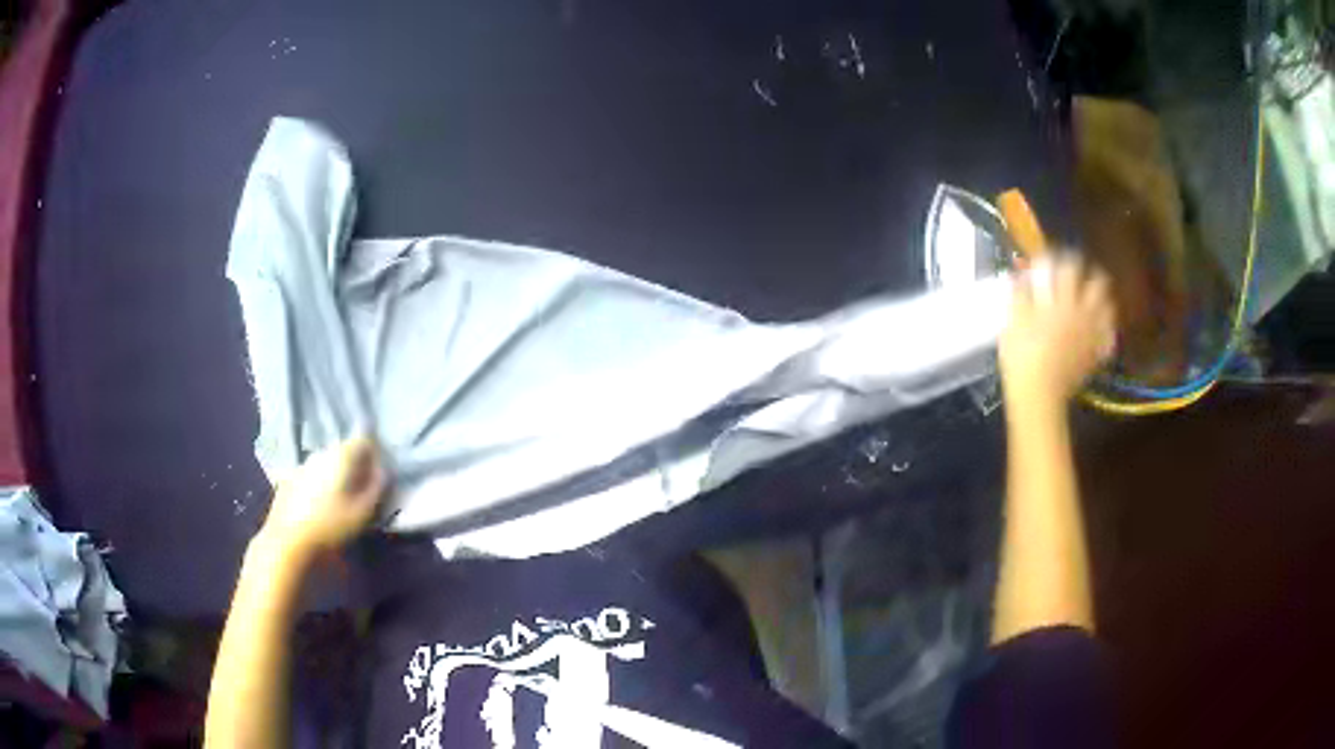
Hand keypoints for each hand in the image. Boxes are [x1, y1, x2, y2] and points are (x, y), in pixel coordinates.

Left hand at [258, 436, 385, 560]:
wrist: (287, 541)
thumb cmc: (330, 526)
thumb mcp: (363, 512)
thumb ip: (376, 487)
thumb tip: (381, 471)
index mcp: (340, 455)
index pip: (364, 440)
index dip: (374, 455)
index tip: (378, 475)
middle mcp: (320, 452)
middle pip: (343, 450)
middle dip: (355, 465)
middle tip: (362, 488)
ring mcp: (302, 465)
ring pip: (326, 463)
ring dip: (335, 475)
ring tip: (340, 498)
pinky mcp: (288, 479)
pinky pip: (311, 475)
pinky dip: (319, 484)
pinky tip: (319, 505)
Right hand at [1000, 254, 1116, 405]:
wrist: (1038, 397)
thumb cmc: (1022, 358)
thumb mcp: (1012, 322)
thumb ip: (1018, 295)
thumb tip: (1017, 275)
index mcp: (1061, 301)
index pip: (1068, 268)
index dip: (1062, 258)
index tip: (1055, 256)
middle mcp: (1082, 313)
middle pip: (1097, 283)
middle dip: (1091, 274)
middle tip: (1082, 275)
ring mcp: (1091, 334)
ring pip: (1108, 307)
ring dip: (1103, 299)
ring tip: (1095, 299)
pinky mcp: (1095, 355)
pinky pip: (1109, 337)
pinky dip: (1107, 330)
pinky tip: (1101, 330)